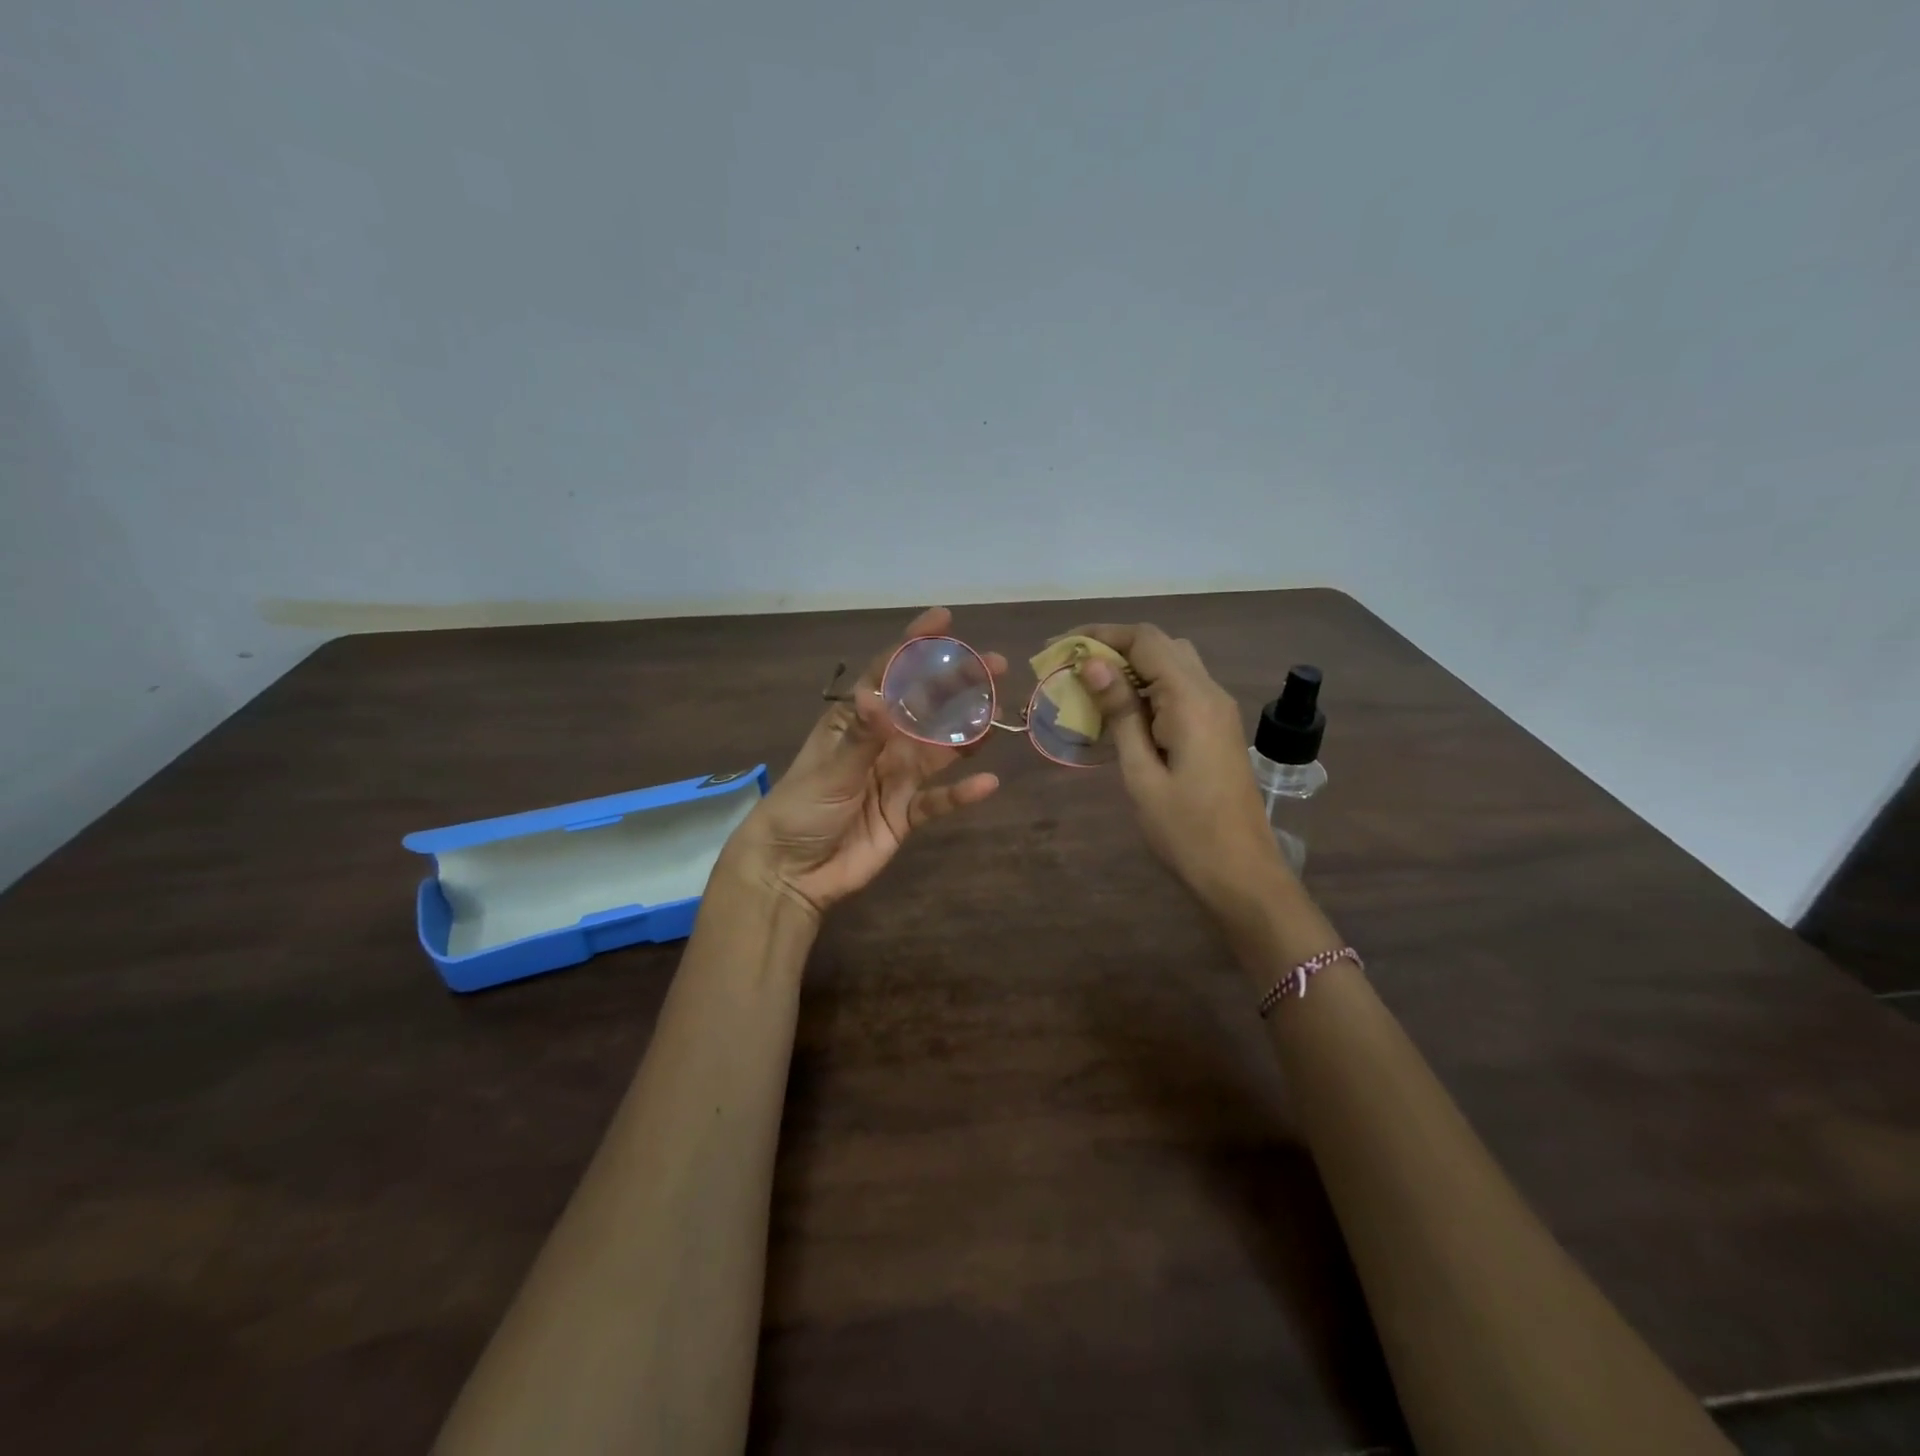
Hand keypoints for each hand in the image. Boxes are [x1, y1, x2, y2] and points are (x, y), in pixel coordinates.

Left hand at [721, 608, 1002, 918]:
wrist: (792, 873)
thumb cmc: (801, 810)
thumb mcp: (829, 770)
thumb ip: (861, 737)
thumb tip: (880, 696)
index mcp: (855, 721)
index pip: (888, 673)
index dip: (915, 645)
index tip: (944, 620)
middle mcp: (881, 743)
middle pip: (925, 706)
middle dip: (958, 684)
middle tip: (995, 666)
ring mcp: (897, 778)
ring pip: (940, 748)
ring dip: (968, 732)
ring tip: (999, 714)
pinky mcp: (907, 814)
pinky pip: (940, 799)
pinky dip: (962, 793)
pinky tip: (988, 783)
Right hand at [1069, 623, 1290, 916]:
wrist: (1242, 873)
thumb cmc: (1185, 831)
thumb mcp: (1141, 773)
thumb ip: (1120, 714)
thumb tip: (1094, 664)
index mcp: (1191, 700)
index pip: (1145, 640)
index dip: (1100, 634)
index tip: (1060, 647)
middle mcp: (1210, 693)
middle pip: (1161, 644)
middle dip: (1114, 646)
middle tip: (1072, 667)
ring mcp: (1219, 710)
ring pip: (1173, 663)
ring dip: (1132, 665)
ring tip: (1090, 687)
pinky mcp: (1218, 727)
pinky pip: (1182, 688)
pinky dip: (1149, 686)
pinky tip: (1122, 712)